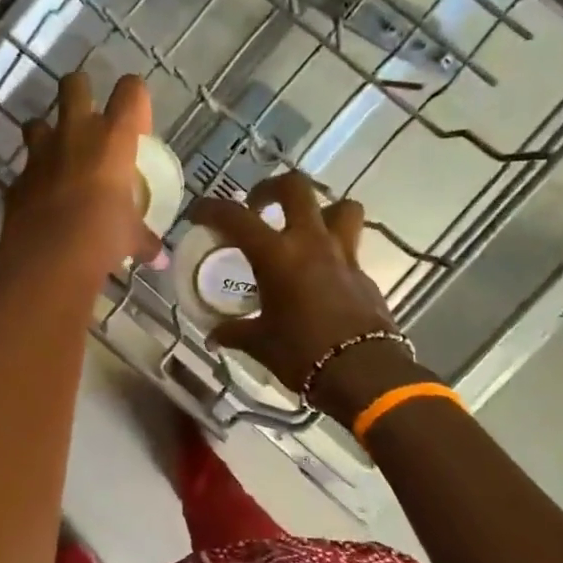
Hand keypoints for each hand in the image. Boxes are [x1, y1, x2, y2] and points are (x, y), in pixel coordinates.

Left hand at [0, 72, 160, 282]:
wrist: (47, 259)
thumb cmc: (102, 237)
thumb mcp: (131, 238)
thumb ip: (144, 239)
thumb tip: (156, 255)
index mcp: (112, 138)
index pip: (131, 90)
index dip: (135, 100)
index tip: (137, 127)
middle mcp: (74, 134)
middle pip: (74, 84)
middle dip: (81, 91)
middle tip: (90, 118)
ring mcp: (40, 154)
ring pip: (37, 121)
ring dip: (47, 133)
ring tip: (59, 156)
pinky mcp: (17, 179)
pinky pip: (26, 169)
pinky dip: (34, 178)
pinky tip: (43, 198)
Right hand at [188, 171, 423, 420]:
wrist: (364, 374)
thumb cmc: (303, 354)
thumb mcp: (260, 344)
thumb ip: (235, 332)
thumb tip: (215, 336)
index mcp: (277, 255)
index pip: (235, 217)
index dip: (211, 209)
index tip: (198, 213)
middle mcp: (311, 243)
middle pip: (296, 187)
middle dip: (272, 188)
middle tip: (258, 206)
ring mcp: (343, 254)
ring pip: (340, 207)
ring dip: (320, 210)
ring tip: (302, 229)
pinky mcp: (364, 274)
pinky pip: (349, 245)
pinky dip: (332, 249)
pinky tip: (319, 273)